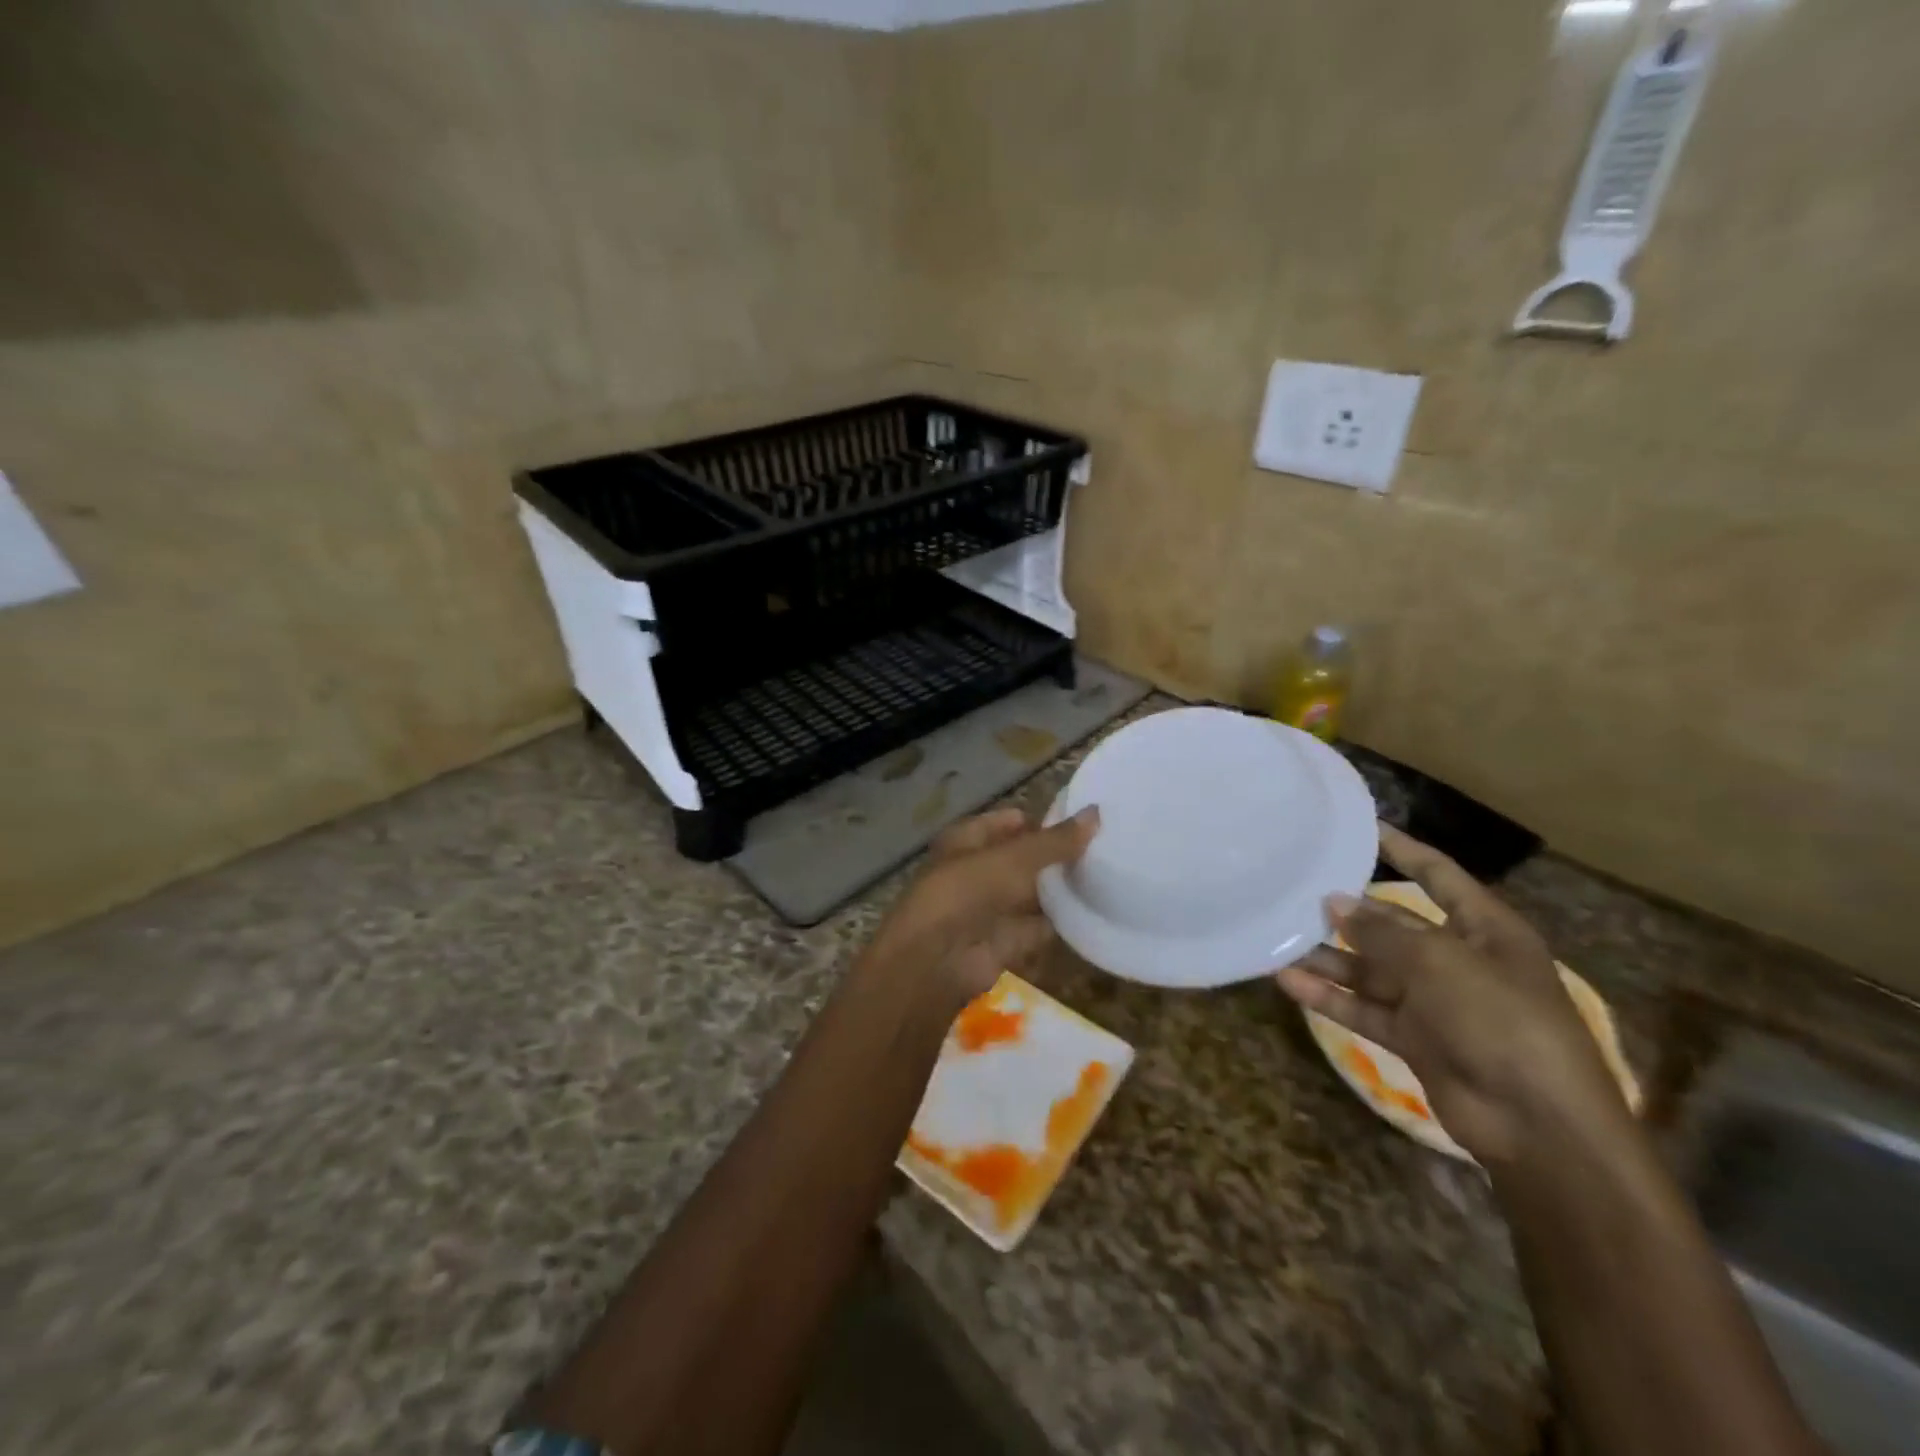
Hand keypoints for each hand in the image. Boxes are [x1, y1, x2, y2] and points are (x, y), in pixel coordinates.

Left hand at [861, 805, 1099, 1008]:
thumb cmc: (966, 893)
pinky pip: (1040, 928)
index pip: (1010, 822)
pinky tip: (1097, 914)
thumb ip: (1055, 841)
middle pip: (1024, 859)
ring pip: (1034, 894)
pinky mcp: (1006, 942)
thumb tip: (1096, 813)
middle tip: (1106, 849)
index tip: (1086, 821)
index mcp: (968, 840)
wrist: (937, 962)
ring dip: (1062, 890)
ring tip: (1111, 876)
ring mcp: (991, 909)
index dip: (1043, 820)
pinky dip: (1063, 924)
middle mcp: (978, 871)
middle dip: (1057, 856)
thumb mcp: (1013, 859)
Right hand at [1276, 825, 1628, 1165]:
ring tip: (1278, 938)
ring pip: (1371, 969)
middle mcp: (1458, 959)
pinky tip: (1287, 982)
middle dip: (1348, 911)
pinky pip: (1364, 1009)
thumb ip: (1382, 931)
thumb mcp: (1438, 962)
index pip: (1437, 875)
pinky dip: (1330, 997)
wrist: (1538, 1125)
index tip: (1359, 826)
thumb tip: (1335, 901)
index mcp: (1485, 929)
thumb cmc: (1499, 1020)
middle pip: (1394, 924)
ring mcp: (1435, 1001)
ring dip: (1329, 958)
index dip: (1401, 849)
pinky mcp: (1415, 1038)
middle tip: (1295, 891)